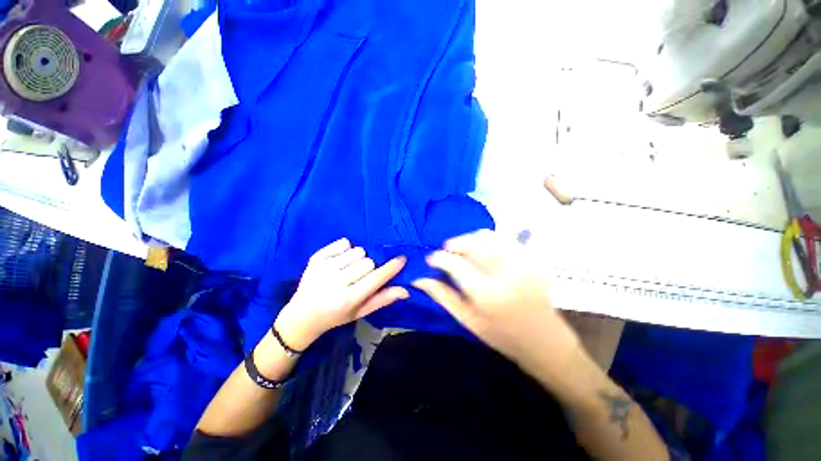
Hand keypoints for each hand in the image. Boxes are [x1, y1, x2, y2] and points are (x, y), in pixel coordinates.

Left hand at [275, 238, 408, 350]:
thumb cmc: (336, 315)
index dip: (391, 268)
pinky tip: (340, 261)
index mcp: (347, 299)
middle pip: (368, 261)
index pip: (376, 278)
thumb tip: (406, 291)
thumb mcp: (360, 312)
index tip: (402, 259)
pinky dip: (346, 249)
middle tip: (362, 276)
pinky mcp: (316, 257)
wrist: (302, 315)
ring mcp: (324, 268)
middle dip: (370, 267)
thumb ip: (382, 299)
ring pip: (358, 251)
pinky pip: (343, 243)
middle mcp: (335, 282)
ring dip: (359, 258)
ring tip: (349, 269)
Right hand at [413, 229, 581, 384]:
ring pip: (487, 235)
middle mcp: (505, 273)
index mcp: (487, 294)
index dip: (438, 257)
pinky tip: (482, 249)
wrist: (544, 340)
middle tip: (447, 253)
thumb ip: (442, 295)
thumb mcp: (467, 319)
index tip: (431, 259)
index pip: (455, 264)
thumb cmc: (501, 335)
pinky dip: (487, 239)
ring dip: (469, 239)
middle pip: (471, 243)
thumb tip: (418, 279)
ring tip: (463, 250)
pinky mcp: (531, 258)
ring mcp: (521, 262)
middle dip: (453, 244)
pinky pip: (503, 237)